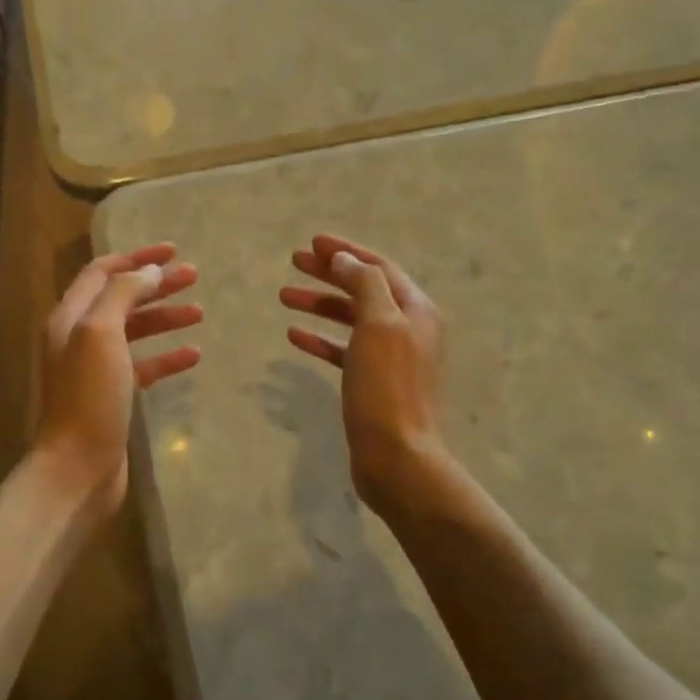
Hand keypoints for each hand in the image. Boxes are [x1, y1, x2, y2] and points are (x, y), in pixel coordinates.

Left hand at [36, 243, 201, 520]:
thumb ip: (123, 295)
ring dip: (165, 318)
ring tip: (199, 311)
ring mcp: (96, 368)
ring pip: (135, 331)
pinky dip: (167, 357)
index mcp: (70, 317)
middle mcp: (80, 337)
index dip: (135, 257)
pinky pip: (144, 366)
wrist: (78, 466)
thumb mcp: (101, 334)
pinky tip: (194, 354)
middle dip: (156, 285)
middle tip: (193, 275)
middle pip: (121, 299)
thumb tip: (148, 271)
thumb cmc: (89, 396)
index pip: (102, 273)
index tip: (172, 250)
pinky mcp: (114, 395)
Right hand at [280, 234, 449, 514]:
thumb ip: (364, 285)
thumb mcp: (379, 325)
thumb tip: (346, 259)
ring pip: (351, 319)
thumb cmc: (387, 387)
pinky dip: (321, 339)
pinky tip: (294, 335)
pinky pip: (344, 350)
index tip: (312, 242)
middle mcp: (408, 328)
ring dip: (320, 304)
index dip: (346, 251)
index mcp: (415, 310)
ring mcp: (391, 357)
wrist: (398, 458)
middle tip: (294, 262)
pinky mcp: (373, 383)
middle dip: (329, 273)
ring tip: (284, 296)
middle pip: (363, 289)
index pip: (378, 267)